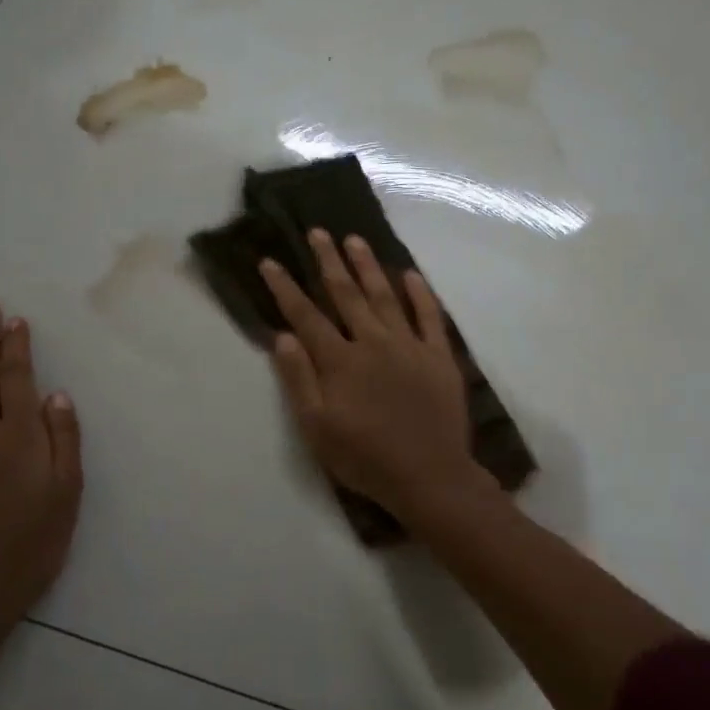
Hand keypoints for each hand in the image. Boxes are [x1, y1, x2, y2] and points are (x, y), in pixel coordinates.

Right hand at [260, 230, 485, 523]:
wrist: (429, 477)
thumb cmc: (365, 457)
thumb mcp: (317, 428)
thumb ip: (299, 380)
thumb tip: (283, 336)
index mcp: (340, 361)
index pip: (306, 316)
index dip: (285, 288)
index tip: (270, 261)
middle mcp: (373, 342)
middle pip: (346, 294)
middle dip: (328, 262)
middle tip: (318, 232)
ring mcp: (409, 346)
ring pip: (385, 296)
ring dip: (368, 266)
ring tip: (355, 240)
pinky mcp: (439, 357)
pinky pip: (430, 317)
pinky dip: (420, 293)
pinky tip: (410, 274)